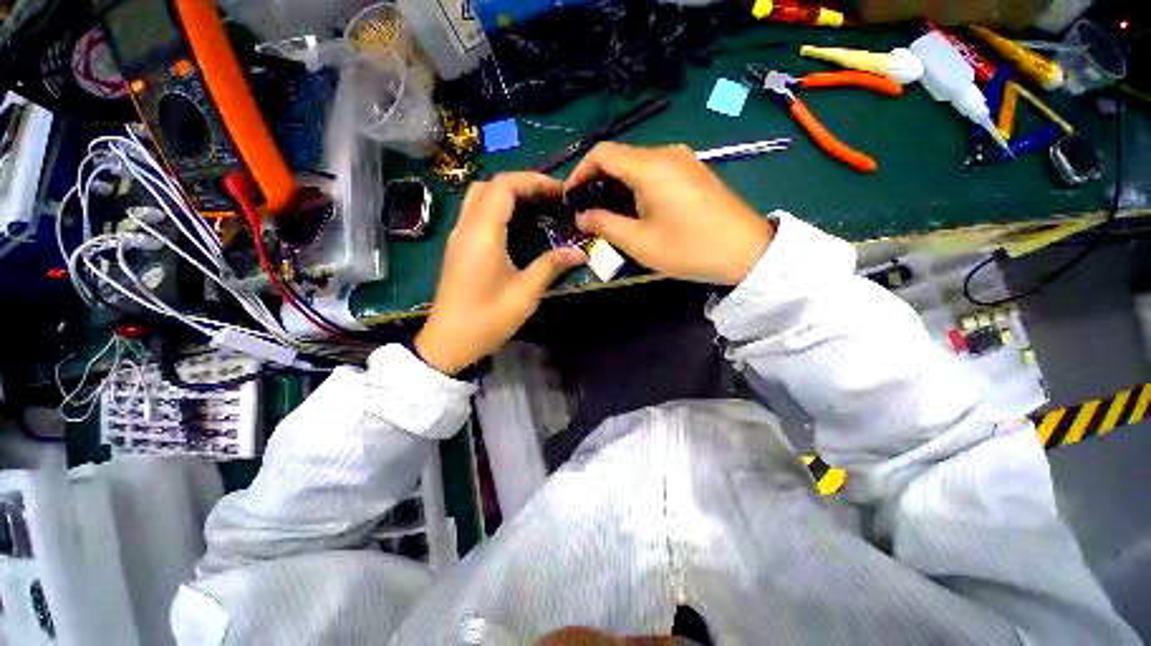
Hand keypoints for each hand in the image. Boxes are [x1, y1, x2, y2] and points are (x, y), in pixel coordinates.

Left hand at [415, 173, 586, 375]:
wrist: (449, 342)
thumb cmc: (487, 319)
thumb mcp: (525, 294)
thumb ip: (551, 267)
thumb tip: (579, 253)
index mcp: (482, 234)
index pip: (504, 186)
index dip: (534, 181)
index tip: (560, 193)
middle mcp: (466, 228)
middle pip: (490, 186)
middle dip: (523, 184)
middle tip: (551, 198)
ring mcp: (459, 237)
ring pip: (480, 197)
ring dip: (509, 195)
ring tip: (537, 207)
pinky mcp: (458, 248)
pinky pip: (477, 214)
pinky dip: (498, 208)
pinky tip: (517, 226)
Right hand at [567, 143, 773, 284]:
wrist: (747, 252)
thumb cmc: (689, 249)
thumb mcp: (640, 242)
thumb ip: (605, 225)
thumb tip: (582, 217)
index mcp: (650, 166)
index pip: (602, 154)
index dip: (579, 173)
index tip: (570, 197)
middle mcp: (666, 153)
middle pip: (620, 157)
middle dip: (597, 182)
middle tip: (587, 211)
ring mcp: (684, 160)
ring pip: (637, 164)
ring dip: (617, 185)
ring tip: (608, 213)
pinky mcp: (694, 171)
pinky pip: (656, 171)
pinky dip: (637, 186)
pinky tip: (636, 208)